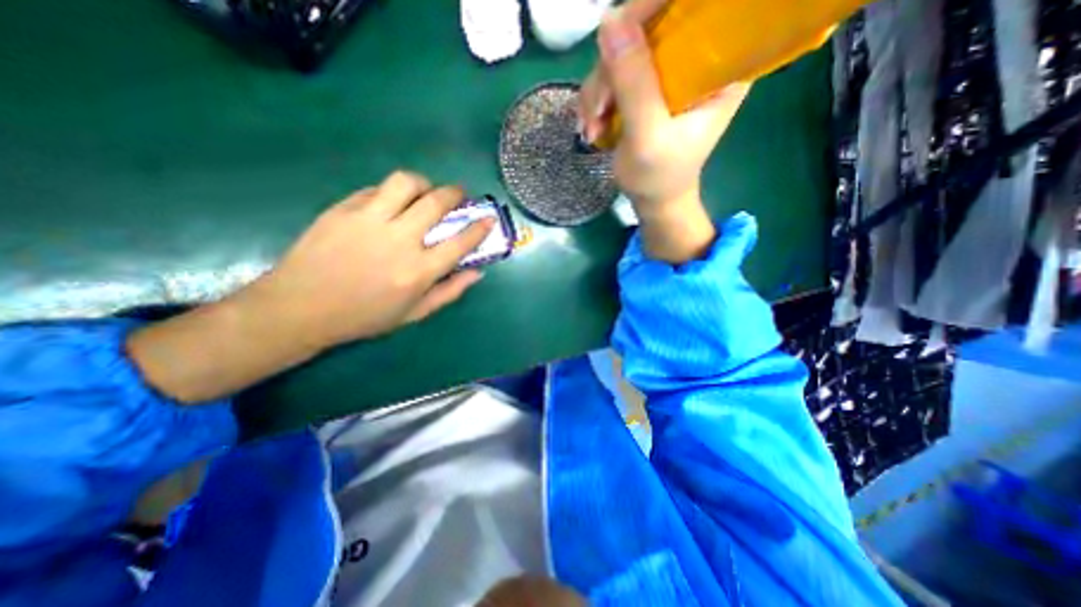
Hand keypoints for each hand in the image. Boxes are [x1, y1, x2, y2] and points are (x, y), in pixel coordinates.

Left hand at [254, 170, 492, 351]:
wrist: (300, 309)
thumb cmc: (364, 317)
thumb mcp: (414, 313)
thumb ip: (450, 291)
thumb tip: (477, 272)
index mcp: (419, 271)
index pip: (460, 242)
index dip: (479, 227)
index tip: (488, 218)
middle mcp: (399, 240)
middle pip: (437, 202)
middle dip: (456, 193)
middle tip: (459, 194)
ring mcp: (369, 221)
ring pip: (406, 183)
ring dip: (424, 183)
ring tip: (425, 191)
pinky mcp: (343, 210)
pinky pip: (376, 189)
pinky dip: (392, 192)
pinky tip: (392, 202)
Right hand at [578, 1, 747, 260]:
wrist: (653, 199)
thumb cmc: (659, 176)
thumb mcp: (648, 136)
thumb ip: (634, 84)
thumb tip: (610, 21)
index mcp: (720, 66)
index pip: (694, 7)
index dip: (652, 9)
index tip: (618, 34)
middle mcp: (695, 58)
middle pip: (648, 28)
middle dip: (611, 70)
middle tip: (597, 112)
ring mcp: (667, 72)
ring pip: (622, 52)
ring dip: (597, 92)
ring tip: (592, 129)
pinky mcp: (644, 86)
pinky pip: (611, 74)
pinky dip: (596, 100)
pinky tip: (593, 126)